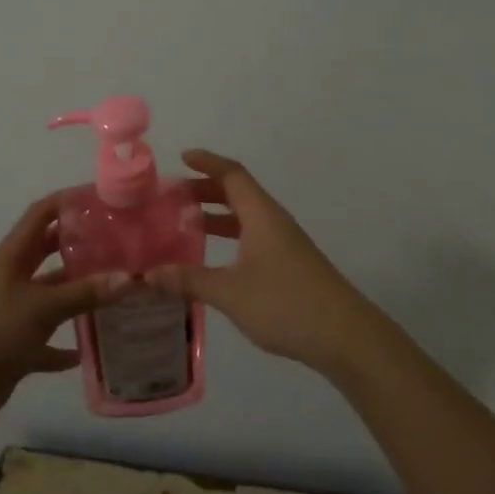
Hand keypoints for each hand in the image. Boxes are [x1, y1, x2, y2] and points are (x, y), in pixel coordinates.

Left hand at [0, 194, 123, 430]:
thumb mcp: (42, 308)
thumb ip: (84, 293)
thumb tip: (129, 277)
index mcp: (12, 257)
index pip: (41, 215)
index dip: (68, 202)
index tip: (102, 199)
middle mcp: (12, 278)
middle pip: (48, 252)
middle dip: (80, 247)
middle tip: (119, 245)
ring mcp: (12, 312)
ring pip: (51, 297)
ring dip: (78, 296)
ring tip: (117, 293)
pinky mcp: (13, 346)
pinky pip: (45, 341)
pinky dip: (63, 345)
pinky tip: (88, 350)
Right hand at [147, 149, 379, 376]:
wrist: (345, 336)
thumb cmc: (285, 303)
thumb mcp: (229, 292)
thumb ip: (189, 280)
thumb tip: (148, 274)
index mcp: (261, 215)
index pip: (232, 174)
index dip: (207, 162)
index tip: (182, 157)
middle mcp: (273, 222)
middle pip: (238, 193)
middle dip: (205, 190)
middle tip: (173, 196)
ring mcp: (284, 244)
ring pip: (246, 218)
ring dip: (217, 215)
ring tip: (185, 224)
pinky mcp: (289, 266)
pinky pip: (253, 238)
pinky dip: (230, 238)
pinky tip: (214, 260)